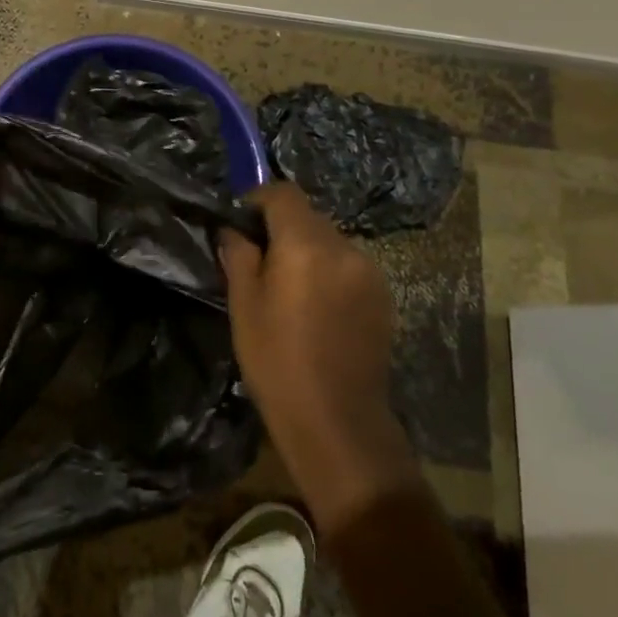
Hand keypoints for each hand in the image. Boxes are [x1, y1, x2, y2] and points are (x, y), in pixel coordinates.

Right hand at [220, 183, 420, 531]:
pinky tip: (318, 309)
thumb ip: (238, 256)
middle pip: (308, 216)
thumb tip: (234, 230)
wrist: (338, 422)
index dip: (258, 200)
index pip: (283, 193)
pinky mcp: (383, 296)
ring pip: (330, 242)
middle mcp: (343, 247)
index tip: (241, 223)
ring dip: (308, 251)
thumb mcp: (244, 306)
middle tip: (260, 261)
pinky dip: (329, 272)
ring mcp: (369, 271)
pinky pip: (348, 266)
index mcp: (306, 244)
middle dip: (282, 228)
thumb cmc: (278, 362)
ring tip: (290, 289)